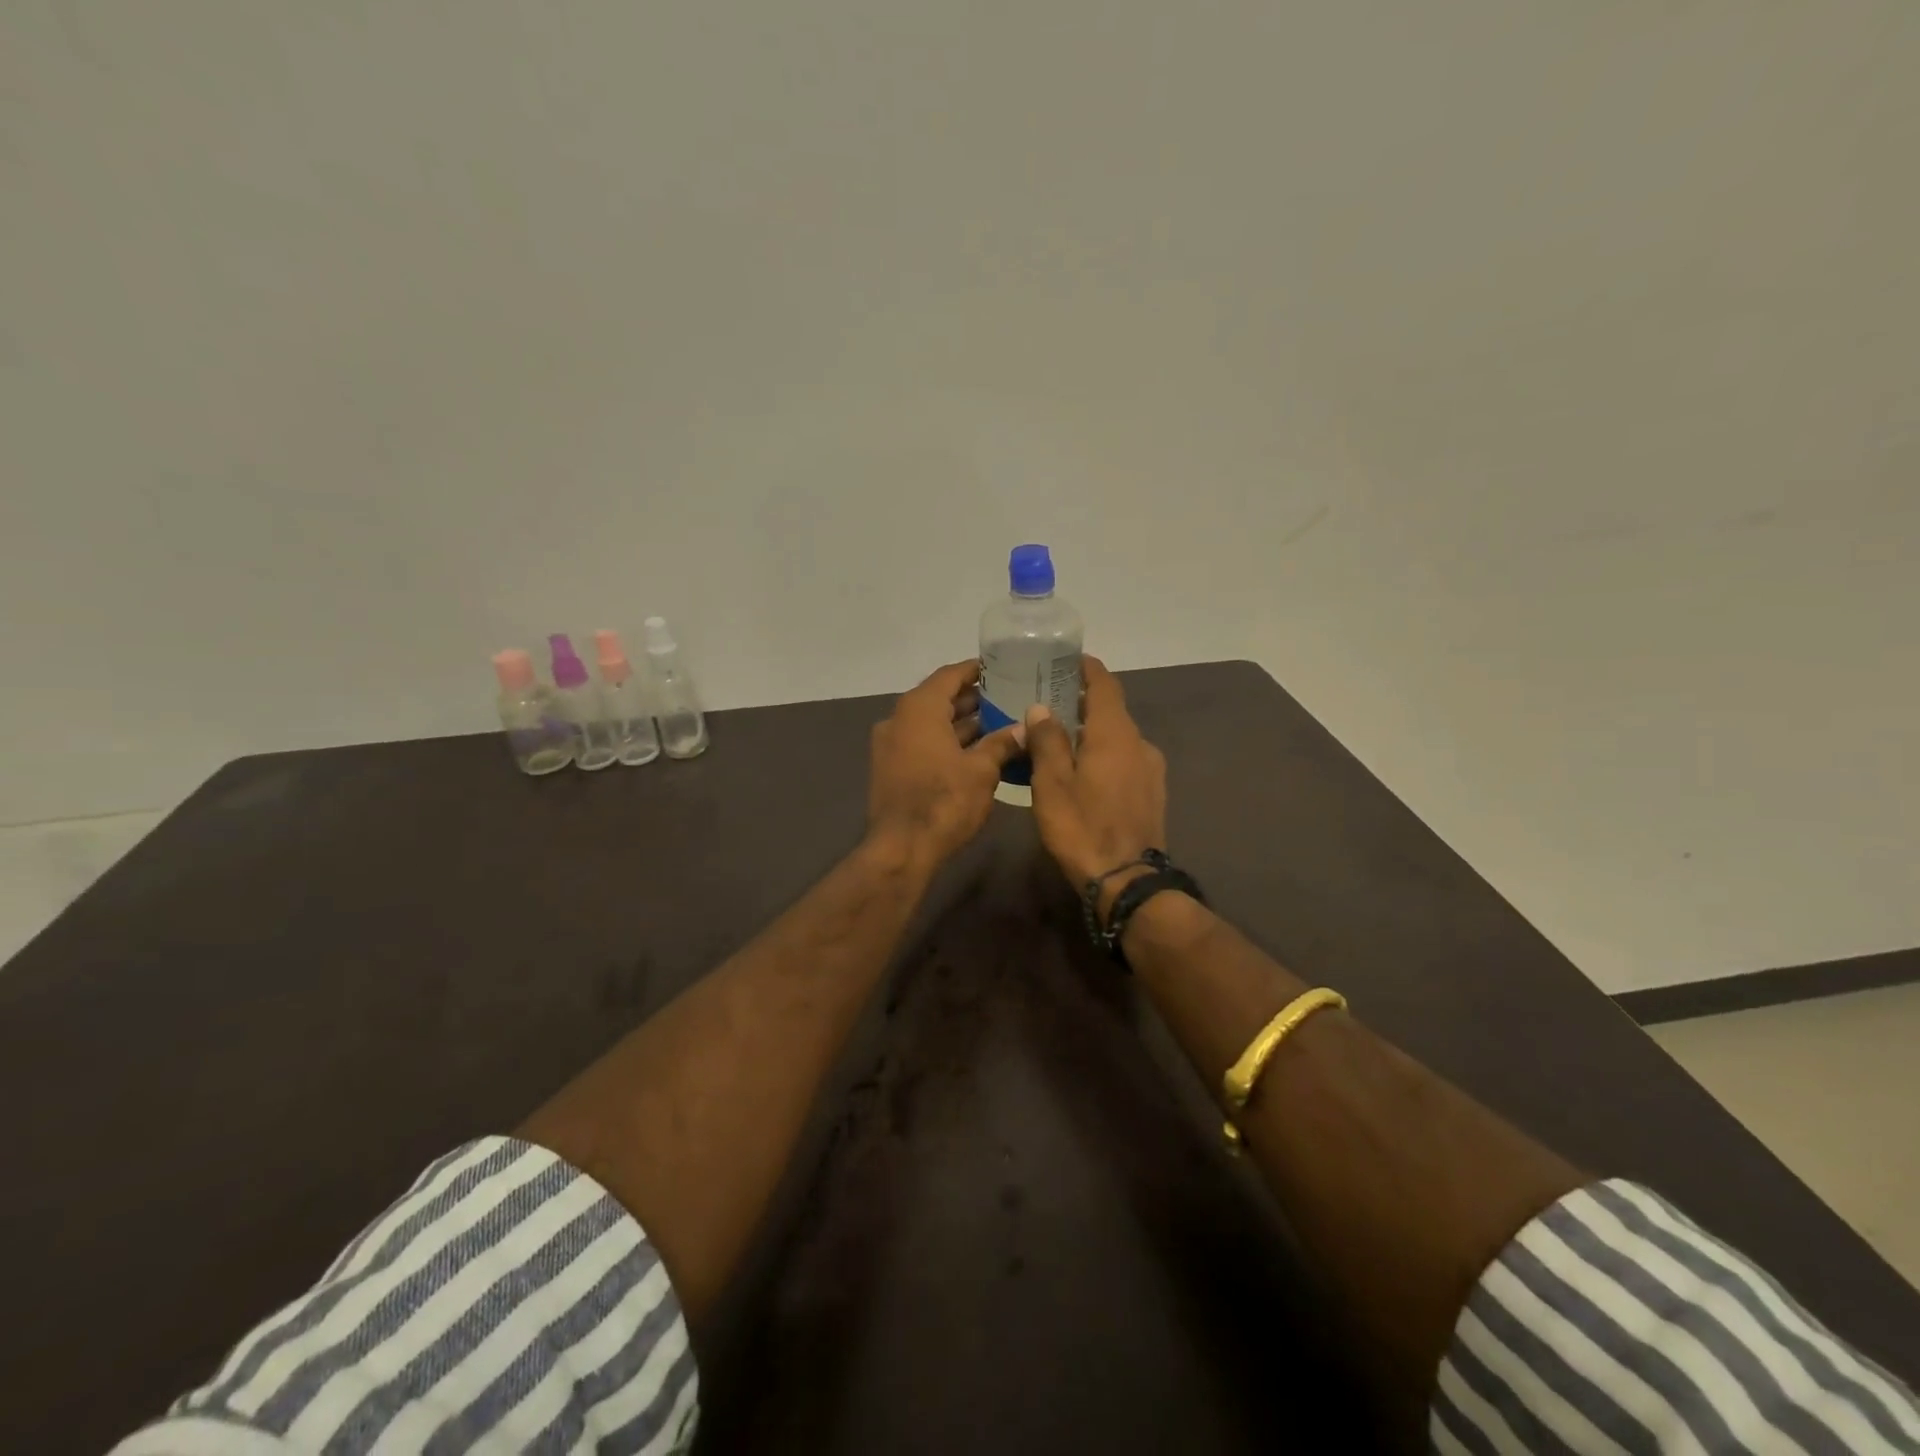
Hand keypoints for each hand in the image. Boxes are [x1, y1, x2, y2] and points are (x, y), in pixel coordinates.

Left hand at [867, 660, 1027, 865]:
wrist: (901, 848)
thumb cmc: (944, 801)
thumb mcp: (982, 770)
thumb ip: (1002, 743)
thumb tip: (1025, 728)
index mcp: (919, 709)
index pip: (949, 675)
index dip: (975, 670)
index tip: (1001, 668)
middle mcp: (899, 719)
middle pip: (939, 699)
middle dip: (973, 700)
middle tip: (1008, 698)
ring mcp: (891, 745)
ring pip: (931, 725)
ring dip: (962, 725)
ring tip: (1000, 725)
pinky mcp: (891, 769)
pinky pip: (922, 744)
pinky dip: (947, 743)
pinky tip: (977, 753)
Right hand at [1025, 657, 1167, 912]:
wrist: (1127, 882)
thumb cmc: (1082, 827)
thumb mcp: (1052, 783)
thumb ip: (1047, 740)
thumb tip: (1042, 708)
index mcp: (1114, 734)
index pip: (1105, 685)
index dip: (1087, 669)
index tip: (1068, 660)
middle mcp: (1139, 743)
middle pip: (1111, 711)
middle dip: (1083, 703)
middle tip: (1050, 703)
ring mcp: (1151, 769)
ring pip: (1118, 738)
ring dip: (1093, 732)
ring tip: (1062, 741)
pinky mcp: (1153, 793)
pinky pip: (1125, 760)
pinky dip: (1104, 754)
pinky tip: (1084, 773)